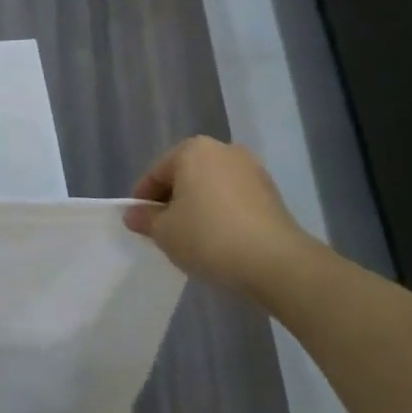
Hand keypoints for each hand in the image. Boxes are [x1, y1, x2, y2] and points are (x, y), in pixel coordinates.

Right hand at [124, 137, 315, 293]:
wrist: (276, 262)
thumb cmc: (209, 237)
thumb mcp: (164, 232)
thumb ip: (145, 219)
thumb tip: (134, 214)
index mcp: (192, 150)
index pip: (156, 174)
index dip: (143, 200)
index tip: (140, 224)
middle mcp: (223, 150)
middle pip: (185, 176)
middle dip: (173, 200)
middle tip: (164, 230)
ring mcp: (252, 170)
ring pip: (211, 187)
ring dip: (199, 206)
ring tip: (193, 238)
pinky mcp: (272, 193)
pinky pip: (234, 199)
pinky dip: (223, 214)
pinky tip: (220, 239)